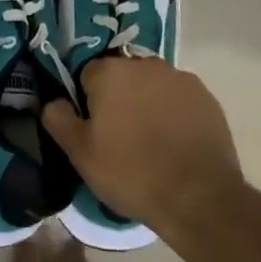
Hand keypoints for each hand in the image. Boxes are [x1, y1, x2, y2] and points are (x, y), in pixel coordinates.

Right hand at [42, 57, 244, 243]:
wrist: (199, 197)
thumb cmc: (131, 173)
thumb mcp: (80, 154)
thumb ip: (58, 119)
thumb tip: (53, 101)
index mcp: (110, 72)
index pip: (87, 75)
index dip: (87, 103)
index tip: (94, 130)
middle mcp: (145, 64)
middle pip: (122, 76)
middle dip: (118, 99)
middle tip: (120, 137)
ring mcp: (180, 79)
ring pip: (151, 86)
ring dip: (147, 103)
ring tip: (151, 142)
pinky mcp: (206, 97)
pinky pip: (178, 99)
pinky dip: (174, 113)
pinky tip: (175, 144)